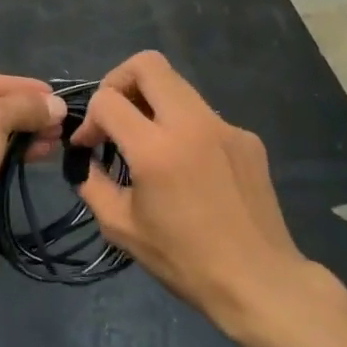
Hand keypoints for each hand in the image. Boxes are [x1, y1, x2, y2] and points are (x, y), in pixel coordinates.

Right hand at [72, 51, 304, 334]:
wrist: (260, 283)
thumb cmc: (185, 261)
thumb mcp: (121, 228)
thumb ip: (92, 183)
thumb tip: (86, 160)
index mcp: (156, 149)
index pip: (108, 100)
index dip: (88, 118)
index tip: (88, 146)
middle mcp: (192, 124)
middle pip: (147, 64)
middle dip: (119, 81)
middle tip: (114, 115)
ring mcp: (224, 126)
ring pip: (177, 85)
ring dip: (152, 102)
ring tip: (147, 142)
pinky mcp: (247, 137)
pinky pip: (203, 115)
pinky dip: (184, 128)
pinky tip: (188, 167)